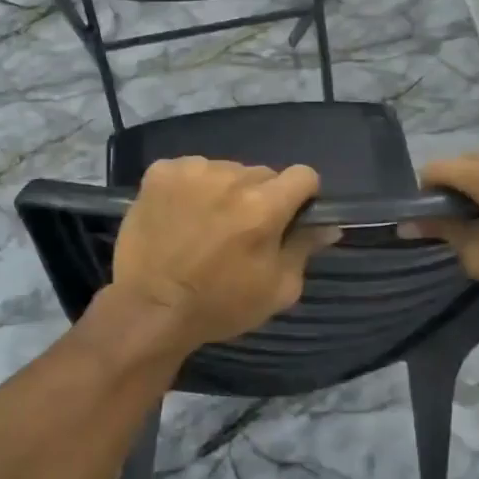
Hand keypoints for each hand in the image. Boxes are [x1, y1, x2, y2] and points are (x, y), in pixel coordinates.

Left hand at [112, 158, 338, 349]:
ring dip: (224, 190)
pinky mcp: (160, 172)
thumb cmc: (219, 306)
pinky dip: (191, 187)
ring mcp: (192, 171)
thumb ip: (305, 249)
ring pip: (226, 170)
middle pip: (262, 173)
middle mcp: (231, 177)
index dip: (301, 196)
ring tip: (206, 223)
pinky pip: (191, 169)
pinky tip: (181, 214)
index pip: (303, 175)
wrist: (149, 309)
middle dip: (260, 196)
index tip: (289, 217)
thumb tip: (329, 225)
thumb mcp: (277, 289)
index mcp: (265, 206)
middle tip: (242, 230)